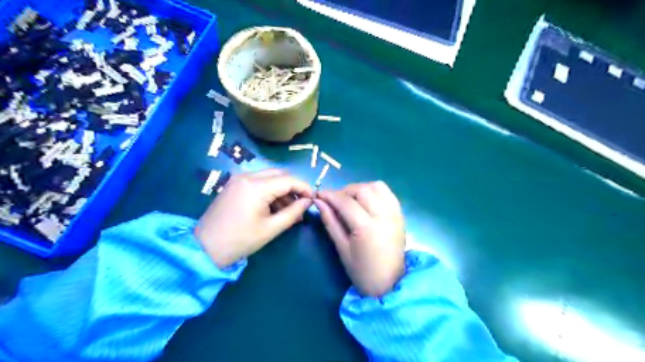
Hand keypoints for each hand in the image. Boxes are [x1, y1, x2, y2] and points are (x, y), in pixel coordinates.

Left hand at [196, 170, 314, 268]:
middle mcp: (247, 176)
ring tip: (289, 210)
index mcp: (256, 187)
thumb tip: (308, 202)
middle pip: (280, 174)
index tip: (313, 200)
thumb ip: (293, 212)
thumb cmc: (240, 240)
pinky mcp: (234, 184)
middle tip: (301, 205)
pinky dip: (270, 190)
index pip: (289, 180)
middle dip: (293, 188)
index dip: (304, 188)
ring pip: (269, 176)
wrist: (205, 248)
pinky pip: (258, 181)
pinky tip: (273, 207)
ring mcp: (239, 179)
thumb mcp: (271, 228)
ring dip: (282, 189)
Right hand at [316, 180, 403, 296]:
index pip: (345, 201)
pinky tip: (366, 201)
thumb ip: (330, 222)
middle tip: (335, 202)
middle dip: (344, 191)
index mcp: (367, 228)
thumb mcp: (342, 248)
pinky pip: (387, 192)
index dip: (330, 195)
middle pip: (362, 189)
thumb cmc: (362, 271)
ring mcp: (394, 213)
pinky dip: (374, 191)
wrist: (390, 283)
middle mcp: (383, 215)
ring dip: (360, 189)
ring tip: (351, 200)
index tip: (319, 195)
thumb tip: (318, 201)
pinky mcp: (400, 214)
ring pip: (376, 186)